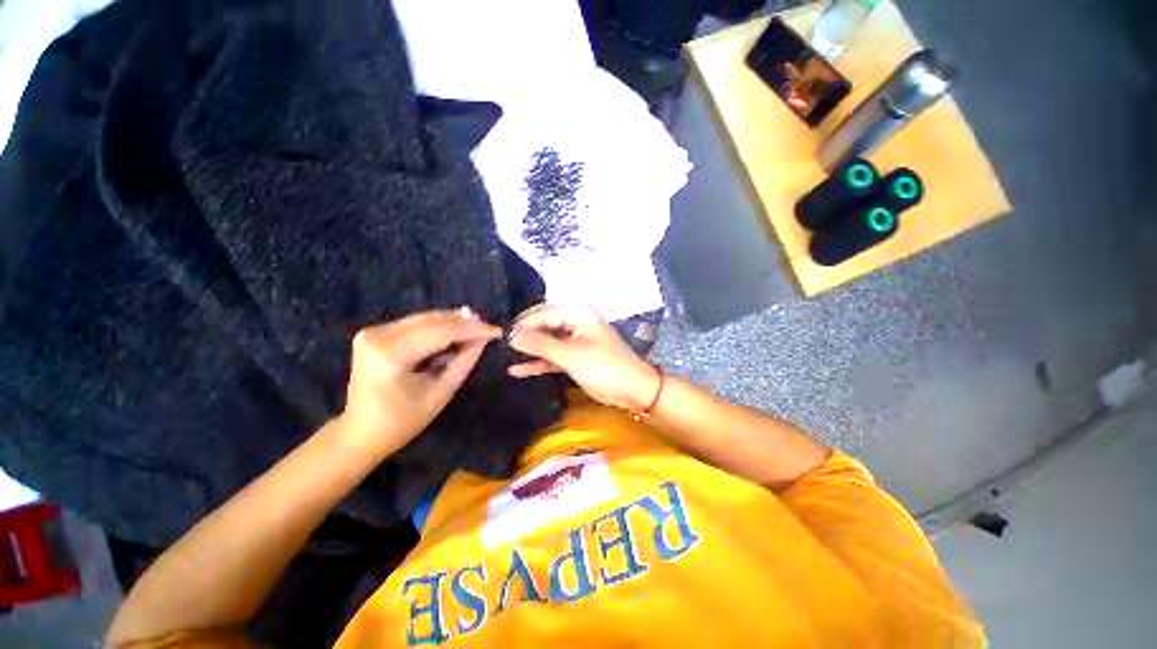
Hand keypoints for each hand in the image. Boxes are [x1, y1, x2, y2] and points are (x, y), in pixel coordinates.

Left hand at [336, 308, 499, 457]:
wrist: (361, 432)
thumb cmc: (403, 421)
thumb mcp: (441, 392)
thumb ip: (464, 361)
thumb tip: (484, 338)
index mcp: (390, 354)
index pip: (440, 332)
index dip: (472, 329)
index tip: (497, 331)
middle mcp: (378, 335)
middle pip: (432, 320)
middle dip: (464, 323)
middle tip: (489, 328)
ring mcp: (373, 332)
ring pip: (425, 319)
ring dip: (453, 324)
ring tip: (477, 331)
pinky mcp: (375, 333)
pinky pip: (416, 324)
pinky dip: (438, 328)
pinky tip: (455, 335)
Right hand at [507, 304, 659, 412]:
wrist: (632, 390)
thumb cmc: (604, 367)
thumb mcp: (571, 354)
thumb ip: (541, 344)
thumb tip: (512, 335)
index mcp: (578, 314)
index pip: (544, 313)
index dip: (524, 323)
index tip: (501, 334)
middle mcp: (576, 323)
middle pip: (544, 325)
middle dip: (524, 334)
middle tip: (499, 343)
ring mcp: (575, 341)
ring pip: (547, 341)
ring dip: (529, 349)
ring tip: (504, 353)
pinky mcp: (574, 358)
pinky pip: (552, 357)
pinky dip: (538, 362)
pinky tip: (517, 369)